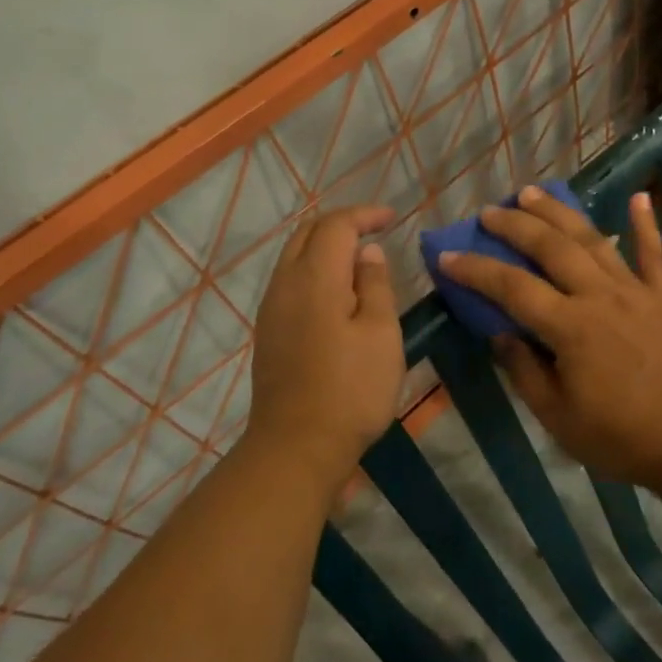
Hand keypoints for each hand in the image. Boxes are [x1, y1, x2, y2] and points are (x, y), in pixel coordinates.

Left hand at [246, 205, 403, 494]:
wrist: (296, 447)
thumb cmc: (351, 390)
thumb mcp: (380, 334)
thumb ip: (375, 285)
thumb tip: (367, 252)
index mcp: (315, 278)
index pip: (336, 226)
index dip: (364, 215)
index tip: (392, 217)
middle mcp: (285, 284)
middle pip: (308, 233)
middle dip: (341, 224)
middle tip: (375, 230)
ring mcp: (271, 309)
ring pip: (294, 256)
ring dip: (325, 246)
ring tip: (358, 257)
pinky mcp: (269, 332)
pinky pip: (290, 281)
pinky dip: (314, 269)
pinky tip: (336, 291)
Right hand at [438, 186, 661, 495]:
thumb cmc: (624, 439)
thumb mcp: (560, 419)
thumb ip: (526, 372)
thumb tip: (500, 335)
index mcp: (571, 328)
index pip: (512, 288)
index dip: (476, 270)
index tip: (447, 256)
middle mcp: (601, 296)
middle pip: (550, 249)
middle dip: (516, 225)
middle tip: (490, 212)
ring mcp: (637, 291)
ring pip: (592, 240)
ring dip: (560, 213)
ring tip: (533, 192)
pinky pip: (655, 254)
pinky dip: (646, 224)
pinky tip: (639, 197)